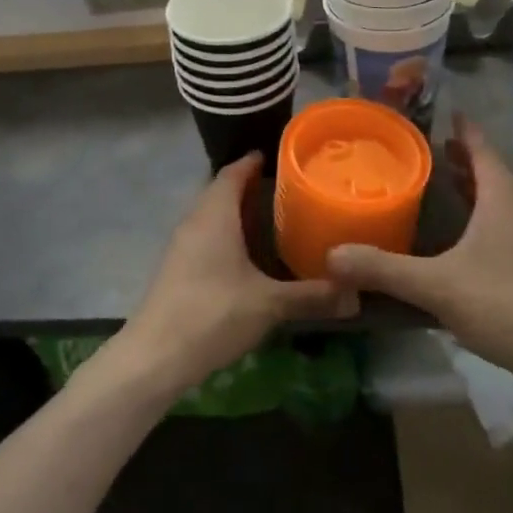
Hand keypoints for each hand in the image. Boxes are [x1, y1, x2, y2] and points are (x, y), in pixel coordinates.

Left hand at [117, 154, 354, 397]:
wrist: (156, 356)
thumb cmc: (213, 314)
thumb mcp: (270, 304)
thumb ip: (312, 296)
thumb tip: (356, 294)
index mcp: (214, 215)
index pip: (232, 172)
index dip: (253, 161)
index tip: (281, 156)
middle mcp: (195, 221)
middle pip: (221, 191)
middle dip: (251, 187)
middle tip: (288, 188)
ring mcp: (181, 246)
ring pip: (212, 216)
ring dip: (238, 213)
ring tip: (274, 218)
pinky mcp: (177, 269)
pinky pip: (206, 237)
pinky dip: (227, 235)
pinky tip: (248, 255)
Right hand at [326, 115, 512, 386]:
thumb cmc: (505, 305)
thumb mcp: (436, 285)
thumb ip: (383, 269)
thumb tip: (331, 255)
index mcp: (501, 202)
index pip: (482, 151)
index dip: (465, 130)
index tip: (449, 111)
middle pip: (491, 174)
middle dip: (464, 158)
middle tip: (432, 148)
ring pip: (498, 202)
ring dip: (473, 188)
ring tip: (444, 183)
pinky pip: (501, 227)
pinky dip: (479, 218)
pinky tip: (461, 240)